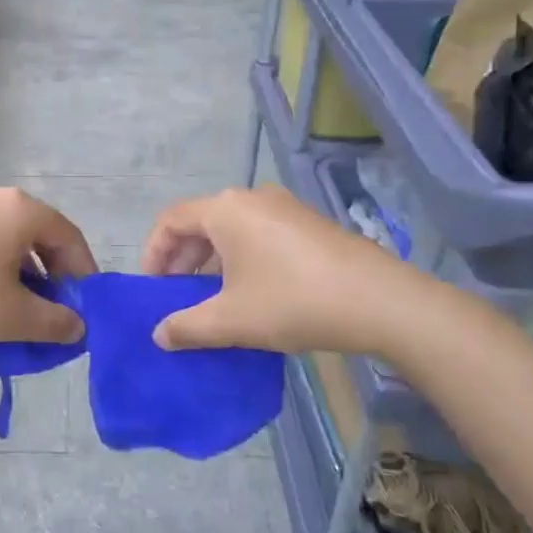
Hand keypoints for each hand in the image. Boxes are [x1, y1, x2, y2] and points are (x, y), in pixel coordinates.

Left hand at [0, 184, 95, 348]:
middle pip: (38, 230)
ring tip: (19, 304)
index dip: (83, 271)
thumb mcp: (12, 317)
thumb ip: (55, 321)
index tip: (85, 305)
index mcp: (19, 209)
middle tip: (54, 307)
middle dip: (52, 270)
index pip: (68, 235)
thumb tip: (78, 326)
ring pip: (8, 234)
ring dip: (23, 267)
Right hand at [140, 185, 437, 355]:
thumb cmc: (293, 301)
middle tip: (178, 295)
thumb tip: (160, 335)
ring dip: (213, 261)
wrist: (380, 301)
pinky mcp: (308, 223)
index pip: (171, 220)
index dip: (153, 253)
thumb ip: (187, 327)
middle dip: (182, 259)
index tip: (152, 288)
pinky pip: (259, 234)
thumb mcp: (232, 320)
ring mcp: (284, 207)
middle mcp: (251, 197)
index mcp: (225, 210)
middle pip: (201, 222)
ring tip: (213, 298)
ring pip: (231, 229)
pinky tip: (253, 292)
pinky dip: (242, 258)